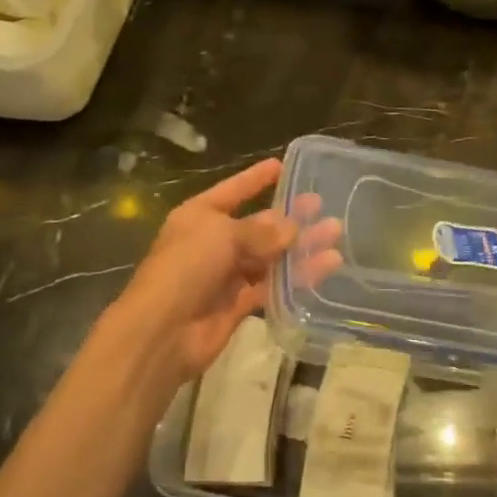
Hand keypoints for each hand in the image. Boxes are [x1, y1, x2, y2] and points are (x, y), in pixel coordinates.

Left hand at [115, 157, 341, 388]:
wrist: (162, 331)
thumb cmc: (186, 267)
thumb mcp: (223, 235)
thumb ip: (262, 232)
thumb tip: (293, 228)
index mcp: (200, 216)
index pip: (234, 190)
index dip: (256, 178)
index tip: (282, 166)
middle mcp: (213, 242)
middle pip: (258, 225)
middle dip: (289, 216)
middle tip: (321, 205)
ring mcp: (226, 275)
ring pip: (269, 256)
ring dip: (300, 247)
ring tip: (334, 234)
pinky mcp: (238, 304)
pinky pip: (272, 285)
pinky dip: (297, 277)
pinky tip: (325, 267)